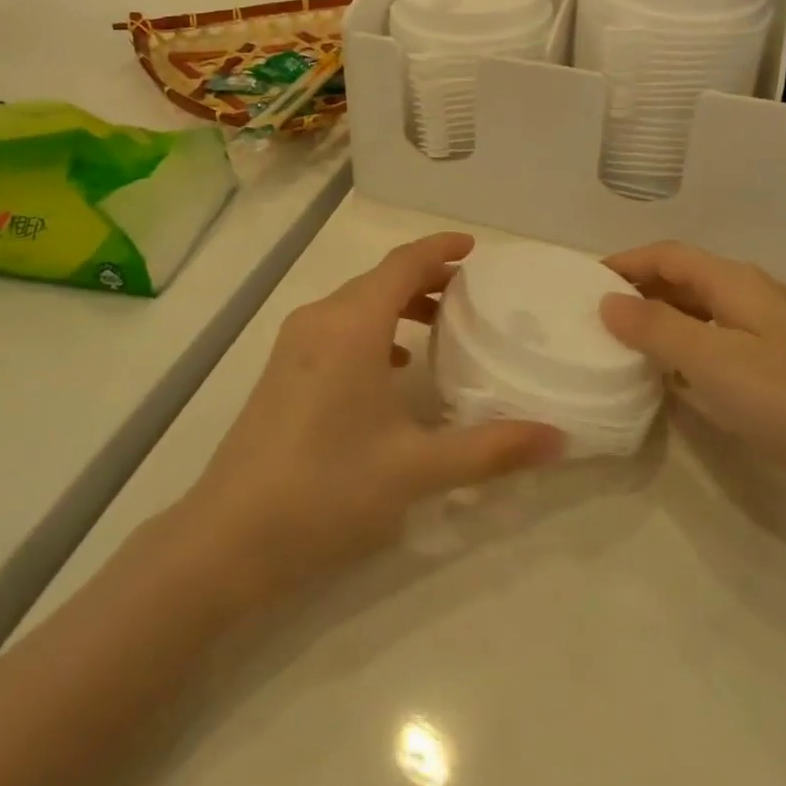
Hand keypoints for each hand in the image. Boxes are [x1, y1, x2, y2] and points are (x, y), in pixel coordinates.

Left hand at [186, 233, 564, 599]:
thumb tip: (557, 438)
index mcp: (352, 325)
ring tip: (440, 326)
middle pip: (380, 279)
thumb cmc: (328, 489)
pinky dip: (373, 329)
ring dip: (398, 304)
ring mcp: (294, 344)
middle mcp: (320, 319)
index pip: (403, 263)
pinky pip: (337, 328)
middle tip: (471, 294)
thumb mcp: (417, 468)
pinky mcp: (281, 369)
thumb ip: (491, 448)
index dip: (440, 248)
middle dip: (426, 278)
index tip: (475, 248)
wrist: (228, 538)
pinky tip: (393, 365)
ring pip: (356, 303)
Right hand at [600, 242, 785, 499]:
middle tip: (599, 317)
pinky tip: (679, 374)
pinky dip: (689, 342)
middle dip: (640, 289)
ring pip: (703, 307)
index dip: (624, 263)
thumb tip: (607, 301)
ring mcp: (773, 325)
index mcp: (734, 281)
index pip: (666, 255)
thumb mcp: (711, 362)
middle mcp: (753, 291)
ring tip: (628, 343)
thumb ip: (655, 328)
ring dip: (663, 317)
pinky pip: (720, 335)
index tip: (585, 284)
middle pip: (685, 277)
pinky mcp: (785, 357)